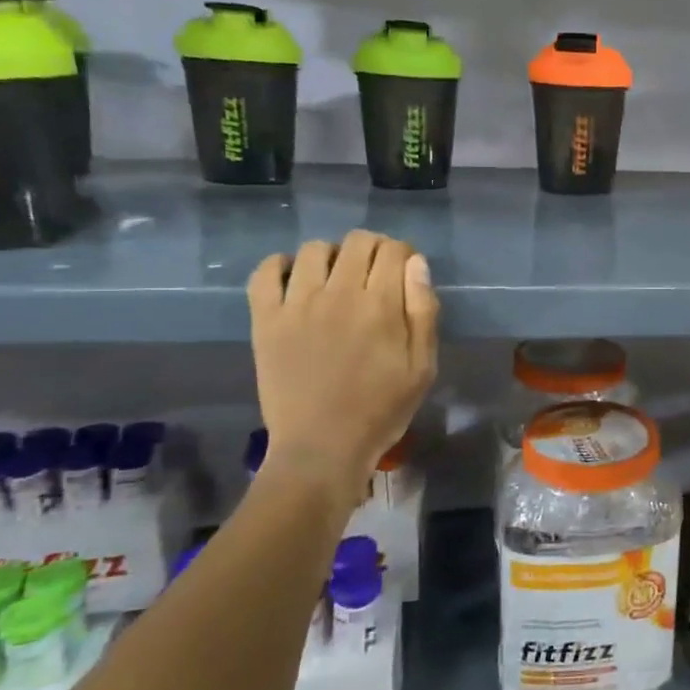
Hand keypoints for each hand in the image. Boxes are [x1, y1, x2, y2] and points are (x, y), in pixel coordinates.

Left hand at [248, 232, 438, 494]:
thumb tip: (416, 264)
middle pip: (358, 241)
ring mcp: (297, 304)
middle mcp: (338, 293)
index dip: (404, 254)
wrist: (321, 448)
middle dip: (374, 249)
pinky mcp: (266, 319)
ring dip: (333, 256)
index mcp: (381, 305)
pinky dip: (281, 266)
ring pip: (315, 249)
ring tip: (337, 280)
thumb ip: (423, 311)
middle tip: (376, 275)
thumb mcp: (422, 366)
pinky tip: (295, 281)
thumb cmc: (381, 410)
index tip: (405, 273)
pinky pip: (266, 272)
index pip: (394, 250)